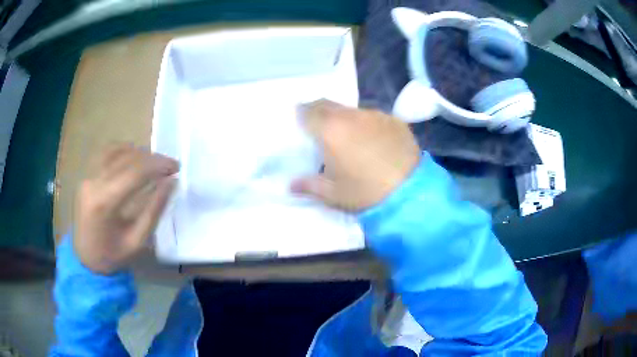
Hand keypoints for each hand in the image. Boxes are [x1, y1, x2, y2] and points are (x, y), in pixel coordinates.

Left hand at [73, 144, 178, 273]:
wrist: (85, 259)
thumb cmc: (112, 256)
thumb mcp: (137, 240)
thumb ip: (154, 210)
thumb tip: (171, 182)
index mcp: (104, 202)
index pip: (135, 172)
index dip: (158, 166)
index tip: (176, 167)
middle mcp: (93, 183)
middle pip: (126, 158)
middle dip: (151, 158)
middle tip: (170, 165)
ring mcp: (87, 177)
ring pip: (115, 150)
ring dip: (137, 152)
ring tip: (153, 162)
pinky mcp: (85, 176)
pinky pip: (104, 154)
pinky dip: (121, 150)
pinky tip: (132, 158)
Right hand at [292, 100, 420, 210]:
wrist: (410, 192)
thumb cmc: (365, 193)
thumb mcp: (333, 194)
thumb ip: (309, 185)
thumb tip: (290, 185)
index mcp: (330, 130)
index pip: (308, 111)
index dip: (302, 113)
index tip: (300, 120)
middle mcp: (351, 116)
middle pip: (328, 104)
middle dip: (319, 110)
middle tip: (319, 124)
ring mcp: (375, 115)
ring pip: (352, 110)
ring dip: (345, 118)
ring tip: (349, 136)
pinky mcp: (395, 121)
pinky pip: (374, 117)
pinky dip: (367, 124)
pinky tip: (374, 141)